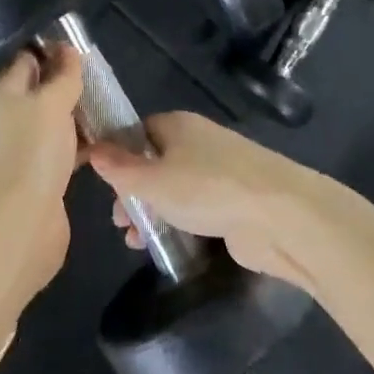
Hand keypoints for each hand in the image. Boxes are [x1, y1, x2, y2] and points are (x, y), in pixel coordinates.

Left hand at [0, 46, 85, 310]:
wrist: (17, 227)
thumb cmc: (31, 153)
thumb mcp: (50, 103)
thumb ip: (62, 75)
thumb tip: (68, 50)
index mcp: (7, 92)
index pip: (28, 57)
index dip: (53, 48)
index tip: (84, 46)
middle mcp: (13, 117)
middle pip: (43, 89)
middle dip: (72, 83)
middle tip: (106, 77)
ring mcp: (27, 149)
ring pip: (57, 121)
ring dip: (82, 114)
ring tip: (114, 106)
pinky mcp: (44, 177)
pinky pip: (66, 150)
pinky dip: (85, 144)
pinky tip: (111, 143)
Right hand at [86, 112, 324, 288]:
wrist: (280, 216)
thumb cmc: (208, 189)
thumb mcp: (153, 180)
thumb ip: (120, 169)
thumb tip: (92, 149)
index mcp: (177, 125)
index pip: (138, 131)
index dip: (118, 153)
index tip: (102, 182)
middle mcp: (198, 142)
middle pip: (155, 162)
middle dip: (133, 190)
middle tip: (118, 219)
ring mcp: (219, 172)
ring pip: (175, 188)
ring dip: (153, 212)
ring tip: (135, 241)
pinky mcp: (235, 202)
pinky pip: (196, 208)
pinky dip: (179, 224)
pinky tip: (165, 248)